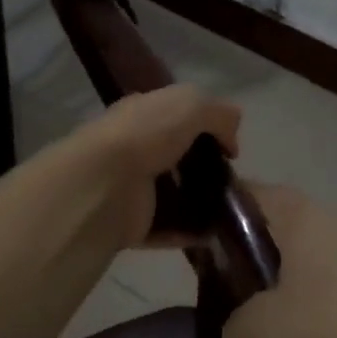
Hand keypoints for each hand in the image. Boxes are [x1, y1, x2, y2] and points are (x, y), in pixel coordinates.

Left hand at [66, 85, 240, 251]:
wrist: (104, 183)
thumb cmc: (147, 134)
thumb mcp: (192, 104)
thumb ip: (219, 114)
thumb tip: (231, 141)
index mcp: (144, 113)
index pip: (179, 115)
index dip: (208, 127)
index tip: (230, 147)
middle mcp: (136, 147)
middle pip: (180, 156)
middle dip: (208, 168)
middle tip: (233, 180)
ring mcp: (133, 187)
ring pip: (176, 193)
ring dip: (202, 202)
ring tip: (232, 210)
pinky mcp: (134, 223)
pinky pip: (169, 228)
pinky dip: (191, 232)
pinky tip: (215, 233)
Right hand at [222, 184, 336, 337]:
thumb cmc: (329, 326)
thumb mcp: (260, 330)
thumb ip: (235, 325)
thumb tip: (239, 329)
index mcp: (298, 215)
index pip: (247, 192)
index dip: (217, 209)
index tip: (192, 237)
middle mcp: (326, 225)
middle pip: (274, 228)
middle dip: (246, 255)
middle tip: (219, 287)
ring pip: (299, 264)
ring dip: (276, 289)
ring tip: (253, 327)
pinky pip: (323, 293)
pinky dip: (305, 313)